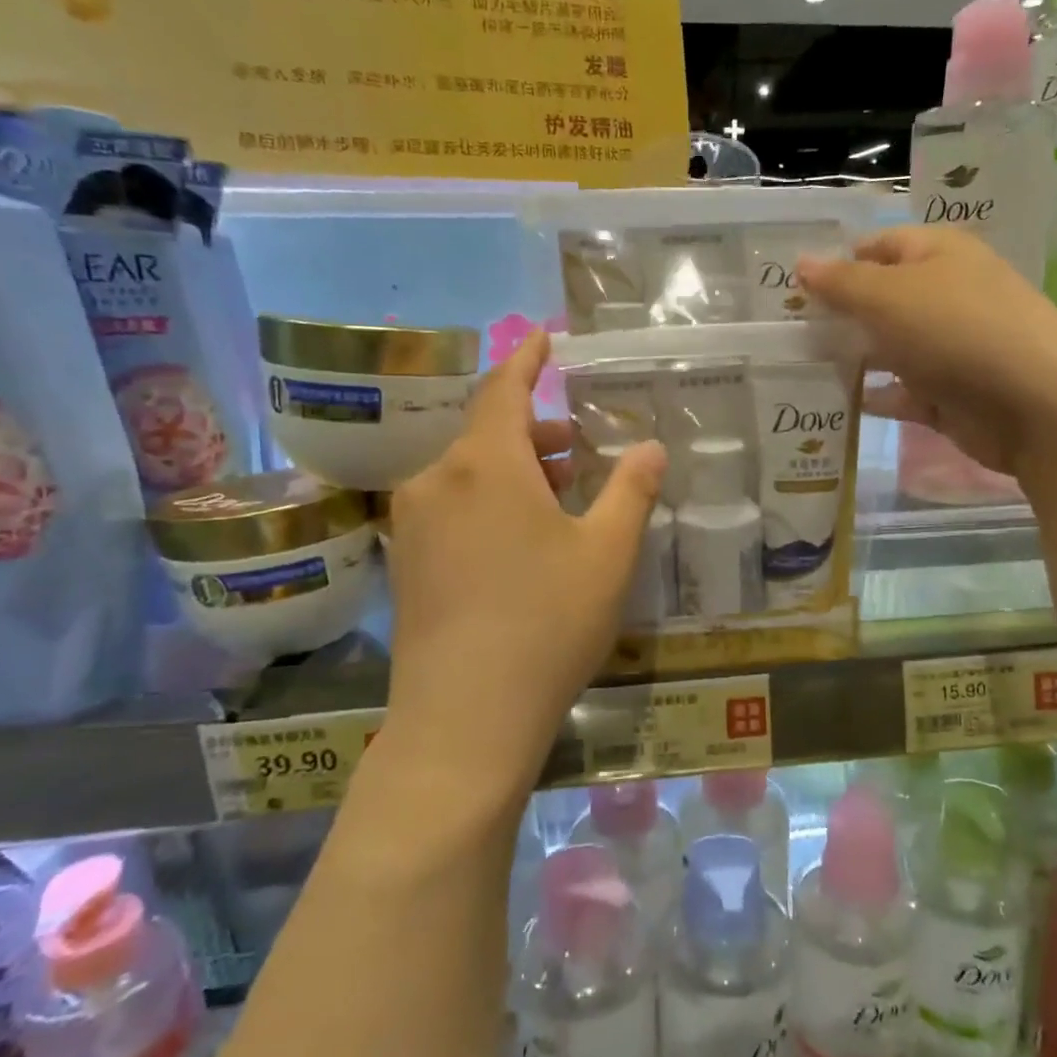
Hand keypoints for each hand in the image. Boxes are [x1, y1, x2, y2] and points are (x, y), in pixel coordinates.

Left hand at [384, 332, 665, 799]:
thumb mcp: (607, 554)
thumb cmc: (547, 623)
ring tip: (562, 498)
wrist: (464, 719)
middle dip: (537, 434)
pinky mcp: (406, 566)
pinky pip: (452, 511)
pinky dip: (490, 505)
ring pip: (469, 476)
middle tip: (582, 449)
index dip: (528, 360)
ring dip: (516, 473)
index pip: (504, 389)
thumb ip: (631, 491)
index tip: (544, 337)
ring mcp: (413, 525)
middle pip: (489, 436)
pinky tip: (521, 543)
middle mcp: (437, 481)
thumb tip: (651, 447)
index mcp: (485, 463)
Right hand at [798, 225, 1056, 479]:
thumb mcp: (889, 296)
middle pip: (880, 299)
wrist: (1035, 405)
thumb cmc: (957, 332)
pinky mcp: (948, 394)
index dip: (837, 263)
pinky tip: (836, 403)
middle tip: (785, 333)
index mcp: (938, 255)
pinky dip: (873, 396)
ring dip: (851, 357)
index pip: (878, 247)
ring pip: (888, 347)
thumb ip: (841, 282)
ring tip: (798, 368)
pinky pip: (901, 392)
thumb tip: (801, 263)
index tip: (792, 290)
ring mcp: (948, 347)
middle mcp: (944, 295)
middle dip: (838, 314)